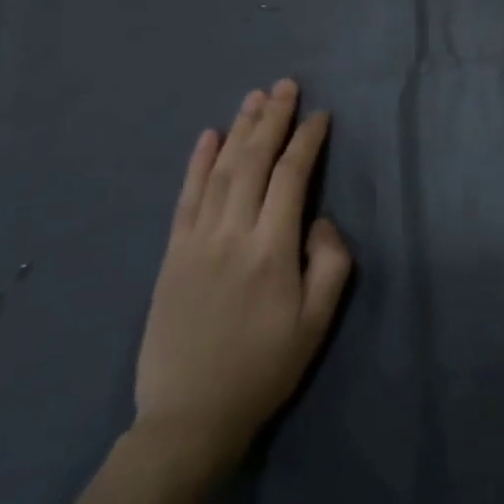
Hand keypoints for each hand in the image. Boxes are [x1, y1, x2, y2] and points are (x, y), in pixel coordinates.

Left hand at [132, 80, 351, 482]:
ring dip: (239, 130)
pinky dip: (197, 163)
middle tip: (285, 85)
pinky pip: (186, 198)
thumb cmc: (264, 369)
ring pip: (221, 171)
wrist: (189, 418)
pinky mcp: (172, 255)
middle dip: (272, 119)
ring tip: (254, 98)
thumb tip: (319, 221)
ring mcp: (196, 241)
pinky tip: (208, 136)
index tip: (320, 115)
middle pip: (254, 162)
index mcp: (272, 249)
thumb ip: (331, 263)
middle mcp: (232, 234)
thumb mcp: (317, 323)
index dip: (307, 141)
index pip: (292, 177)